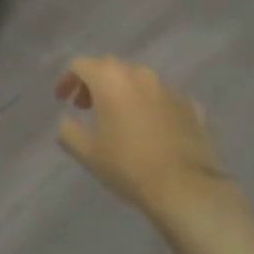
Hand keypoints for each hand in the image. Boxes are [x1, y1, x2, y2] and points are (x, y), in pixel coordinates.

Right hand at [56, 57, 229, 220]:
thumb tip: (66, 120)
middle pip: (109, 67)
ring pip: (138, 80)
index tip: (62, 100)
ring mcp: (168, 88)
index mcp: (111, 79)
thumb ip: (68, 130)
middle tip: (85, 107)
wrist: (185, 188)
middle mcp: (140, 74)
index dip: (67, 80)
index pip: (80, 65)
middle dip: (93, 83)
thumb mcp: (87, 153)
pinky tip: (149, 129)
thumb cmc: (128, 166)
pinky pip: (162, 98)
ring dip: (122, 92)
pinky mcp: (190, 105)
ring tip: (118, 118)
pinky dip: (149, 106)